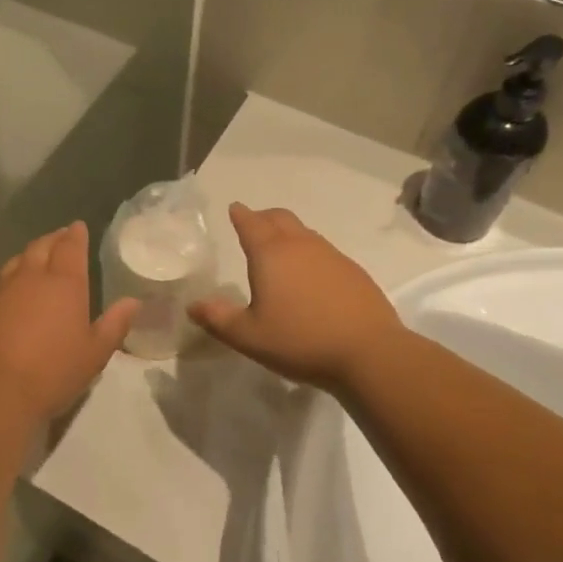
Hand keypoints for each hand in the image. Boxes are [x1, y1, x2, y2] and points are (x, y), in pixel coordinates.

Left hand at [0, 222, 138, 421]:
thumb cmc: (52, 373)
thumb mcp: (94, 353)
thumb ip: (114, 324)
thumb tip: (133, 301)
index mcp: (63, 283)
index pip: (70, 246)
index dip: (76, 235)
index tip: (79, 227)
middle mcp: (29, 277)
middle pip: (41, 246)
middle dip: (53, 239)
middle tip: (61, 238)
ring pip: (15, 261)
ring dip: (29, 256)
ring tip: (36, 259)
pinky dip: (8, 279)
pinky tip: (9, 292)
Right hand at [189, 205, 400, 391]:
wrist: (369, 353)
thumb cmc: (300, 341)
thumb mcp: (248, 336)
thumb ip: (218, 319)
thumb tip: (193, 306)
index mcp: (271, 254)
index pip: (251, 223)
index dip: (240, 215)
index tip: (234, 208)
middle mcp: (301, 246)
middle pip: (280, 218)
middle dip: (264, 217)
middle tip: (254, 223)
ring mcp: (332, 256)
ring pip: (304, 233)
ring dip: (288, 234)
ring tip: (280, 250)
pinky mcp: (354, 272)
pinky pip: (324, 252)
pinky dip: (310, 254)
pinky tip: (311, 277)